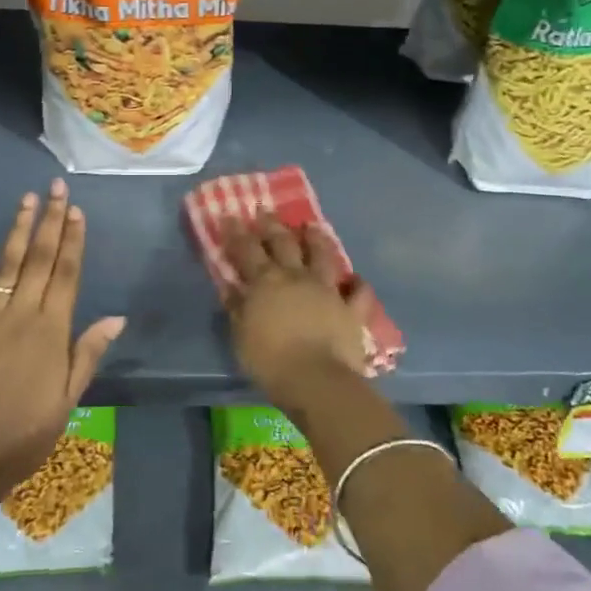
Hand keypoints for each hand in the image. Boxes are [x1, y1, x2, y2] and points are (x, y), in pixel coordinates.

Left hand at [0, 181, 124, 506]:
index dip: (73, 239)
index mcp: (52, 330)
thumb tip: (116, 318)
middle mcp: (21, 313)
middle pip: (40, 259)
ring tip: (27, 200)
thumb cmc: (26, 432)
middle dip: (50, 221)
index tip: (76, 210)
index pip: (67, 273)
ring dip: (19, 230)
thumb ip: (88, 353)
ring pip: (7, 264)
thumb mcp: (68, 398)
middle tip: (55, 188)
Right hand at [223, 215, 370, 414]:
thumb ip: (236, 308)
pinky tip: (356, 280)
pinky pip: (359, 293)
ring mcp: (327, 291)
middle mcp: (297, 277)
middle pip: (284, 244)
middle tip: (266, 211)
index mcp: (266, 282)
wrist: (316, 379)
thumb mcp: (241, 336)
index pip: (247, 250)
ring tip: (312, 227)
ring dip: (317, 240)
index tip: (230, 216)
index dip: (237, 233)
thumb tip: (230, 286)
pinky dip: (358, 285)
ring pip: (323, 256)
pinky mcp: (351, 310)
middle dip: (273, 226)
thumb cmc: (270, 360)